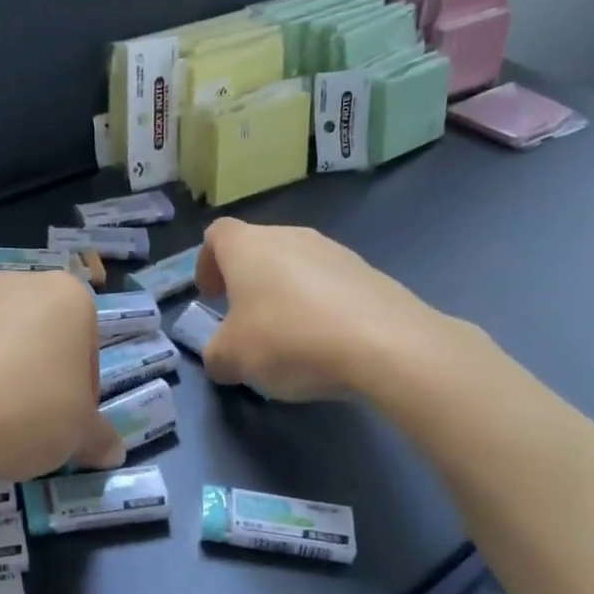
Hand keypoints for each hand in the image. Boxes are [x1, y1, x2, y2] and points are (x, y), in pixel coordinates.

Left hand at [0, 272, 124, 484]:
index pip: (88, 346)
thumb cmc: (27, 413)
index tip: (70, 421)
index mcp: (66, 295)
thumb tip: (112, 452)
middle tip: (37, 423)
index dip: (84, 390)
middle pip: (43, 337)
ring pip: (0, 343)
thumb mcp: (79, 435)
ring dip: (4, 375)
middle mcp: (16, 284)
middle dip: (43, 376)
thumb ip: (99, 437)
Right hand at [196, 217, 469, 403]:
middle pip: (258, 249)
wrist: (386, 344)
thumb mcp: (232, 359)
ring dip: (285, 294)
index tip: (212, 297)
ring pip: (297, 266)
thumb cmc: (289, 338)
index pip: (217, 235)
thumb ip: (216, 355)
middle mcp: (290, 236)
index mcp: (247, 246)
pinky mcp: (370, 273)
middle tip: (245, 320)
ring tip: (289, 336)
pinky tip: (327, 343)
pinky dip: (321, 307)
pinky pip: (331, 285)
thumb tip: (222, 357)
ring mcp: (335, 251)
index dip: (207, 263)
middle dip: (247, 282)